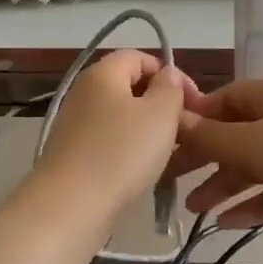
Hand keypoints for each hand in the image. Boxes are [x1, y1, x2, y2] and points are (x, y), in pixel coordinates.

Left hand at [33, 50, 191, 221]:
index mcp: (102, 73)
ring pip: (120, 117)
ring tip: (168, 153)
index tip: (192, 101)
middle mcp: (83, 92)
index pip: (140, 57)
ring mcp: (74, 124)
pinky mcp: (72, 153)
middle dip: (159, 103)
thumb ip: (170, 88)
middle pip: (128, 87)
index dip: (169, 73)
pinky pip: (108, 141)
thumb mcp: (160, 115)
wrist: (70, 206)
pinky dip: (127, 150)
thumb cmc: (121, 153)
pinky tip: (142, 170)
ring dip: (146, 130)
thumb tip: (168, 75)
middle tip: (183, 129)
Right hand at [168, 78, 262, 246]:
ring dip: (223, 185)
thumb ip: (210, 136)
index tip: (166, 143)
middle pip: (235, 134)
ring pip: (253, 166)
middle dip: (205, 158)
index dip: (195, 119)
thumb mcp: (251, 144)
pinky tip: (226, 223)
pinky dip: (251, 204)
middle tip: (172, 181)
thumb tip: (174, 120)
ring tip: (194, 210)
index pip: (224, 99)